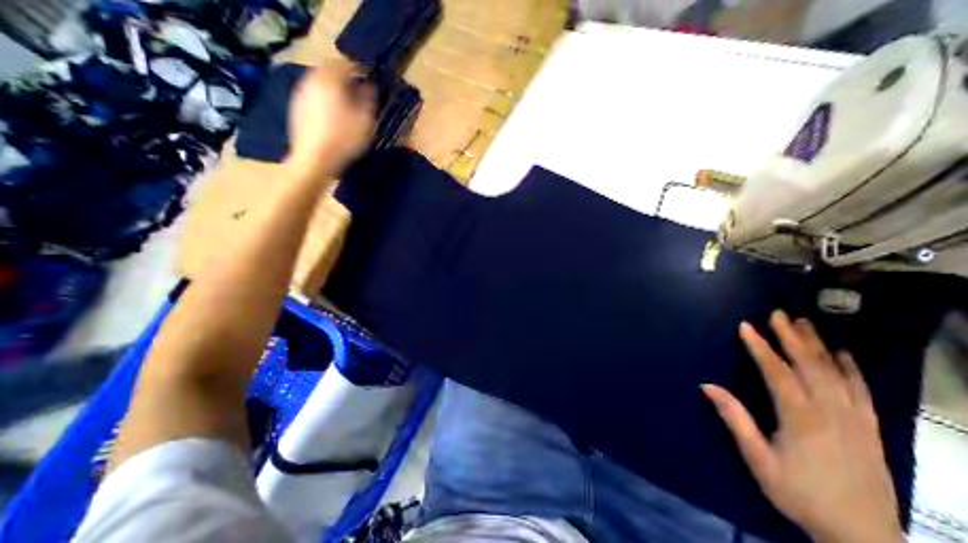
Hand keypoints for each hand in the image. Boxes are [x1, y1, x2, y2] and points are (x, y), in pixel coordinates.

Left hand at [284, 58, 373, 179]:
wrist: (314, 160)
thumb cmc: (344, 140)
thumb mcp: (365, 121)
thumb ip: (368, 100)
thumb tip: (369, 86)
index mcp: (330, 81)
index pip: (344, 64)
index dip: (358, 69)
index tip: (369, 77)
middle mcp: (311, 81)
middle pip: (328, 71)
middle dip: (343, 77)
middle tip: (358, 89)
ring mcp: (301, 95)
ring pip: (319, 83)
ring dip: (333, 88)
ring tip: (346, 102)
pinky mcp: (296, 108)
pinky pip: (313, 95)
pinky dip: (324, 98)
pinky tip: (331, 113)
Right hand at [705, 310, 899, 542]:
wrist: (862, 537)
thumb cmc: (799, 493)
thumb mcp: (758, 458)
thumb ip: (735, 419)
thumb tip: (707, 385)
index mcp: (801, 417)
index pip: (777, 372)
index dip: (760, 347)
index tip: (746, 326)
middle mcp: (831, 412)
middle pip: (810, 366)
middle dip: (791, 337)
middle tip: (778, 314)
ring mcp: (855, 420)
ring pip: (836, 373)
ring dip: (818, 345)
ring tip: (805, 324)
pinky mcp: (870, 429)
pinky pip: (861, 392)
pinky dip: (852, 370)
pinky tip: (844, 355)